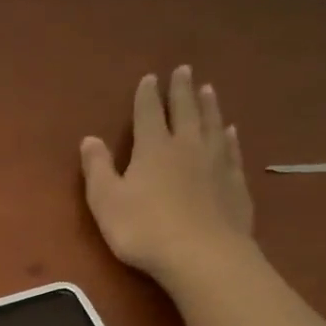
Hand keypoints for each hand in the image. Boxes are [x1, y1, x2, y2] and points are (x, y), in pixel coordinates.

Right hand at [81, 65, 255, 283]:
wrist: (201, 255)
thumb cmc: (144, 229)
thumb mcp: (106, 201)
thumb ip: (97, 169)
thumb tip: (89, 139)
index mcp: (153, 148)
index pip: (149, 113)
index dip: (147, 95)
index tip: (150, 78)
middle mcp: (187, 146)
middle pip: (185, 111)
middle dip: (182, 90)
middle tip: (184, 70)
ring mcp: (216, 163)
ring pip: (212, 125)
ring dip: (209, 106)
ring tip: (208, 90)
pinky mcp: (235, 184)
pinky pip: (232, 151)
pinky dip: (229, 138)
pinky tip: (230, 132)